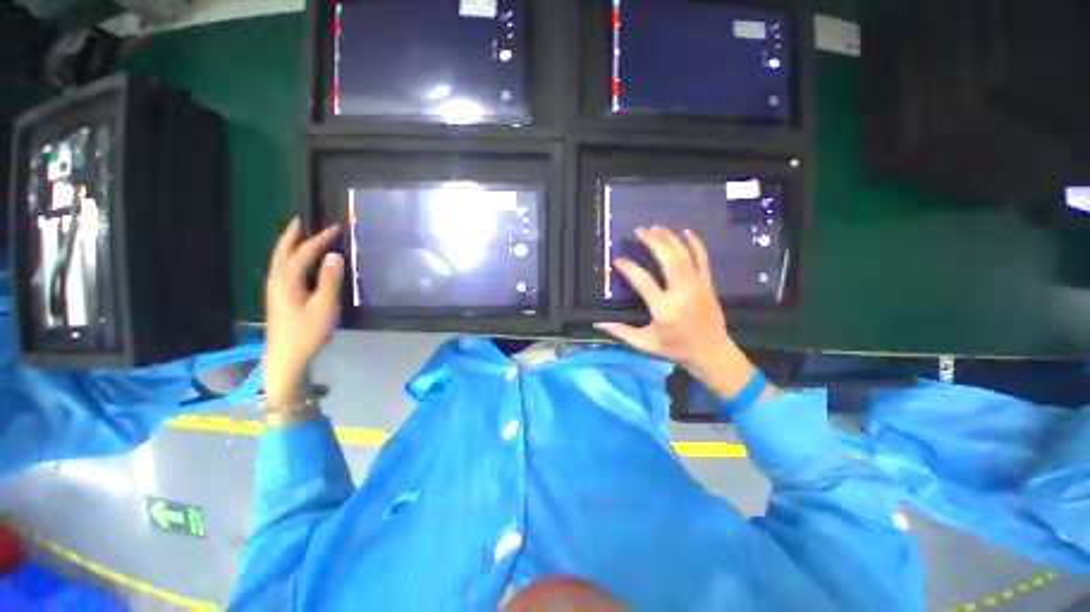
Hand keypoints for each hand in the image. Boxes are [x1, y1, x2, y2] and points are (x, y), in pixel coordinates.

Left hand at [264, 218, 343, 407]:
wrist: (287, 357)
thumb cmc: (307, 332)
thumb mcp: (324, 307)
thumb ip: (330, 281)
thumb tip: (334, 256)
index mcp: (287, 281)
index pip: (303, 253)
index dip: (319, 240)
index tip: (334, 229)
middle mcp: (277, 281)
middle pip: (282, 252)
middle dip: (292, 236)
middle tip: (301, 221)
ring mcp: (276, 290)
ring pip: (280, 261)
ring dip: (289, 245)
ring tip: (299, 236)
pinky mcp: (279, 298)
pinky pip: (283, 269)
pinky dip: (290, 258)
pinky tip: (298, 263)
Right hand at [594, 226, 767, 400]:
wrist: (711, 352)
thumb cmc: (675, 348)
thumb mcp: (644, 344)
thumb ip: (620, 331)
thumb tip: (597, 323)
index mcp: (664, 309)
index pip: (643, 281)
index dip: (629, 268)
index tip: (618, 260)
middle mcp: (682, 292)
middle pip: (668, 259)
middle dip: (653, 242)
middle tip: (638, 231)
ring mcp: (698, 285)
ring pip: (684, 255)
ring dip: (669, 238)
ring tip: (655, 227)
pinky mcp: (707, 283)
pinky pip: (703, 257)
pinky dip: (695, 243)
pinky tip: (685, 231)